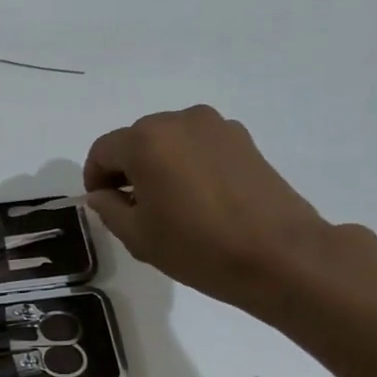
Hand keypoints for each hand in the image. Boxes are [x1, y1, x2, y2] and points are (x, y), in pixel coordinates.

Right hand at [83, 104, 343, 312]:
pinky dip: (189, 163)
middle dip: (128, 168)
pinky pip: (199, 145)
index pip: (103, 151)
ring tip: (171, 203)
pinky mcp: (243, 139)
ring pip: (169, 140)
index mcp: (146, 141)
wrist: (281, 255)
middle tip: (135, 207)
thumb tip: (101, 194)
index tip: (104, 205)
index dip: (95, 178)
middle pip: (136, 140)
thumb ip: (109, 208)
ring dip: (160, 164)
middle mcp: (179, 121)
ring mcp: (215, 126)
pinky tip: (200, 198)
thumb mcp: (138, 236)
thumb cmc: (198, 247)